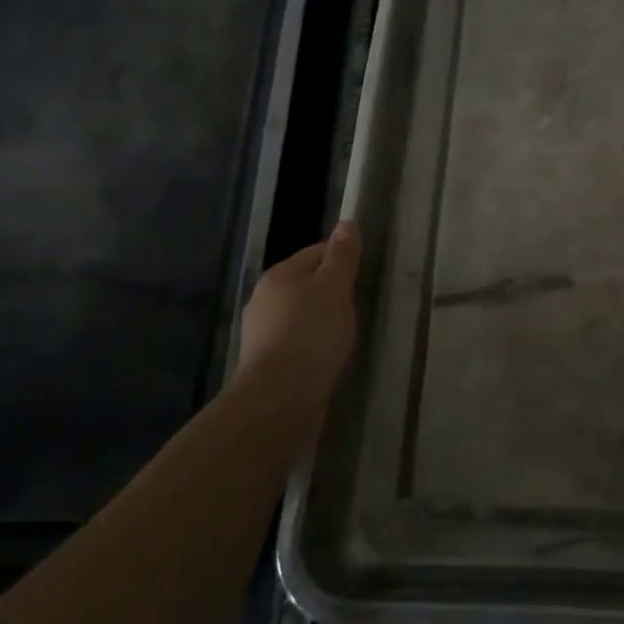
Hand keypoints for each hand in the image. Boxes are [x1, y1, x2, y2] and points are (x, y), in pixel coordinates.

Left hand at [236, 221, 360, 411]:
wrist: (280, 400)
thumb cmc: (312, 334)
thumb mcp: (336, 287)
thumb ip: (342, 256)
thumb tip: (346, 223)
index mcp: (279, 275)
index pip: (316, 252)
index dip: (342, 260)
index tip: (362, 278)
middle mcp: (264, 299)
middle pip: (306, 285)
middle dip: (331, 294)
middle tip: (357, 309)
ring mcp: (261, 334)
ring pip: (301, 316)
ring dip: (321, 323)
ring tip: (344, 337)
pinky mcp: (265, 364)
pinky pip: (296, 344)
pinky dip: (312, 347)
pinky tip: (327, 360)